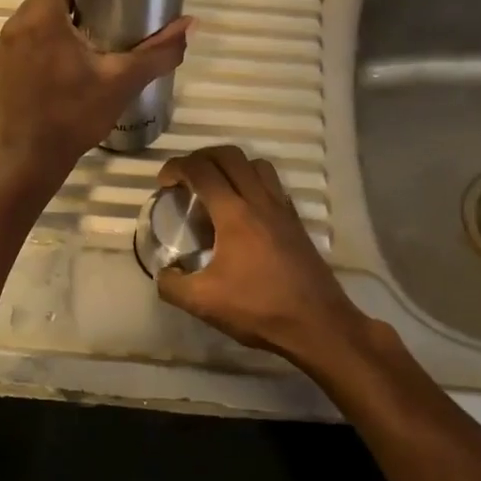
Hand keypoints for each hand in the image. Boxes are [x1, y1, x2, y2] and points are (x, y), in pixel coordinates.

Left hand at [0, 0, 189, 188]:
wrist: (28, 160)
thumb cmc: (74, 117)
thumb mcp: (122, 82)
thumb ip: (158, 52)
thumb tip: (190, 25)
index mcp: (42, 16)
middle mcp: (16, 23)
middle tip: (114, 6)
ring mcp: (3, 47)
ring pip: (37, 16)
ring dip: (63, 18)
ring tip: (95, 35)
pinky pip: (25, 40)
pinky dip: (46, 41)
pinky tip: (67, 65)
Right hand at [154, 144, 371, 368]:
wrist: (317, 324)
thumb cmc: (258, 309)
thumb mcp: (203, 302)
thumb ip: (172, 285)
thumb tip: (163, 272)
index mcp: (234, 214)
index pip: (201, 170)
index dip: (176, 168)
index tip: (163, 184)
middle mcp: (260, 201)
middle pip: (230, 156)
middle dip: (201, 157)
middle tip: (185, 178)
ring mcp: (282, 209)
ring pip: (256, 164)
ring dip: (231, 165)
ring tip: (216, 188)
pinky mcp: (296, 222)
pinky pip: (273, 184)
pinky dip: (253, 182)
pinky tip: (244, 210)